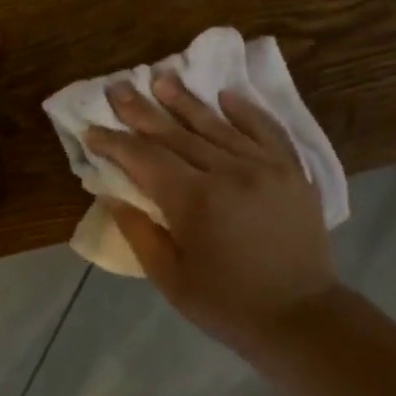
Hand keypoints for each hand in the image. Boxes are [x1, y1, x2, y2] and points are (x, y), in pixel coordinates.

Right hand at [85, 73, 339, 350]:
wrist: (303, 317)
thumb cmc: (229, 305)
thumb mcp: (171, 279)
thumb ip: (140, 233)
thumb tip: (114, 195)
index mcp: (195, 200)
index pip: (146, 159)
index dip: (116, 143)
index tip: (92, 129)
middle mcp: (229, 171)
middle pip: (177, 133)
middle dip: (143, 111)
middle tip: (119, 87)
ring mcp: (265, 166)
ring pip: (218, 124)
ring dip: (187, 101)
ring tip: (163, 78)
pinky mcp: (292, 170)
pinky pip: (266, 130)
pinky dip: (245, 111)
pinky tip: (225, 97)